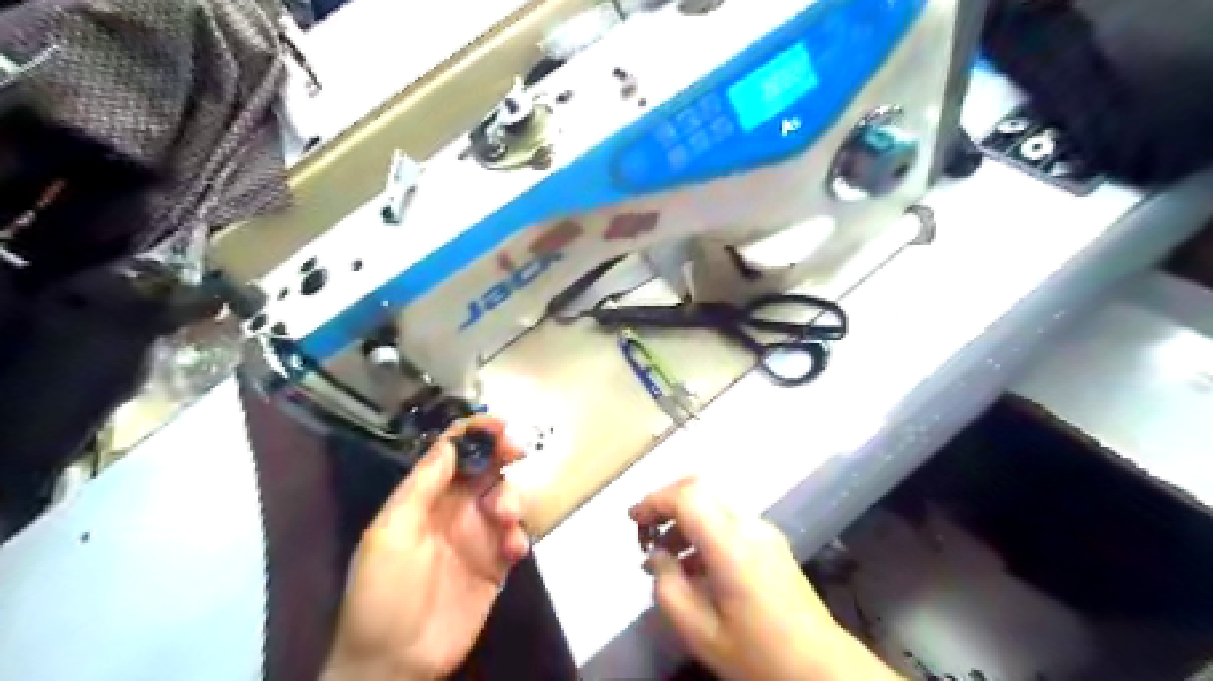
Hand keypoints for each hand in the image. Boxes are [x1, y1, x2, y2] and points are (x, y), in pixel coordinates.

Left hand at [323, 415, 530, 680]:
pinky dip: (519, 536)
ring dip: (510, 498)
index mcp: (423, 498)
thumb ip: (421, 487)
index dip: (473, 432)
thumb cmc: (382, 593)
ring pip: (504, 497)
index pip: (450, 453)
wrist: (394, 663)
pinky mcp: (494, 565)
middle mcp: (452, 510)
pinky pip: (515, 537)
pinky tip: (513, 550)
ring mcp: (476, 537)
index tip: (498, 423)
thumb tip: (450, 445)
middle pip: (484, 468)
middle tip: (516, 451)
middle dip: (501, 453)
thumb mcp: (391, 533)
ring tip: (504, 519)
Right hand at [635, 479, 899, 680]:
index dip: (655, 500)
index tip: (633, 520)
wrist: (823, 670)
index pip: (687, 496)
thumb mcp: (700, 632)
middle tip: (644, 531)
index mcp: (732, 544)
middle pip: (700, 488)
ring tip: (662, 557)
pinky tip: (692, 567)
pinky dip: (703, 532)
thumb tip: (657, 556)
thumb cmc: (758, 654)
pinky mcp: (771, 544)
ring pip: (714, 504)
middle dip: (666, 502)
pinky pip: (728, 523)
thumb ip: (668, 587)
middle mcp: (749, 527)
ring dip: (684, 519)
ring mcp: (764, 532)